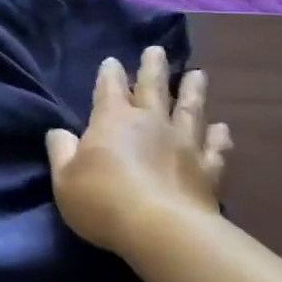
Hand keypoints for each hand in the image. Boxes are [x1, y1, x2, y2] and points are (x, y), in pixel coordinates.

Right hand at [46, 49, 231, 260]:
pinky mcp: (207, 169)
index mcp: (113, 119)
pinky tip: (223, 129)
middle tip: (157, 50)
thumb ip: (61, 151)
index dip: (109, 73)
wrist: (161, 231)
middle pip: (153, 87)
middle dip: (153, 67)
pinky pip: (215, 148)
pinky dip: (219, 137)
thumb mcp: (64, 179)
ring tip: (198, 74)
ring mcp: (183, 143)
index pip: (109, 87)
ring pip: (190, 109)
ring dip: (193, 90)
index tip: (112, 61)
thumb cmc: (103, 201)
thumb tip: (59, 132)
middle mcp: (150, 122)